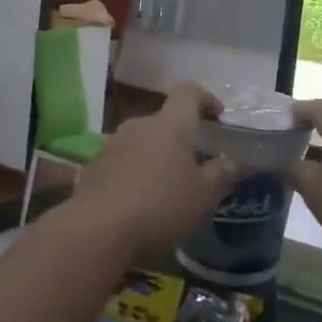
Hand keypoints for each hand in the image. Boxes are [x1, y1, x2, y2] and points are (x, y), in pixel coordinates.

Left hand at [71, 83, 235, 262]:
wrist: (97, 230)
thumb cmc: (160, 206)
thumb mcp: (203, 197)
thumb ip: (219, 175)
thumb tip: (228, 162)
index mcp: (170, 125)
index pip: (188, 92)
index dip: (205, 98)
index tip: (217, 116)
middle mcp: (139, 125)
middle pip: (163, 120)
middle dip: (179, 138)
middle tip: (192, 165)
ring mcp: (112, 144)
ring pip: (141, 141)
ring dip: (155, 157)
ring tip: (164, 187)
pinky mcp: (93, 166)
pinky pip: (121, 162)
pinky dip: (133, 173)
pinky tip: (137, 201)